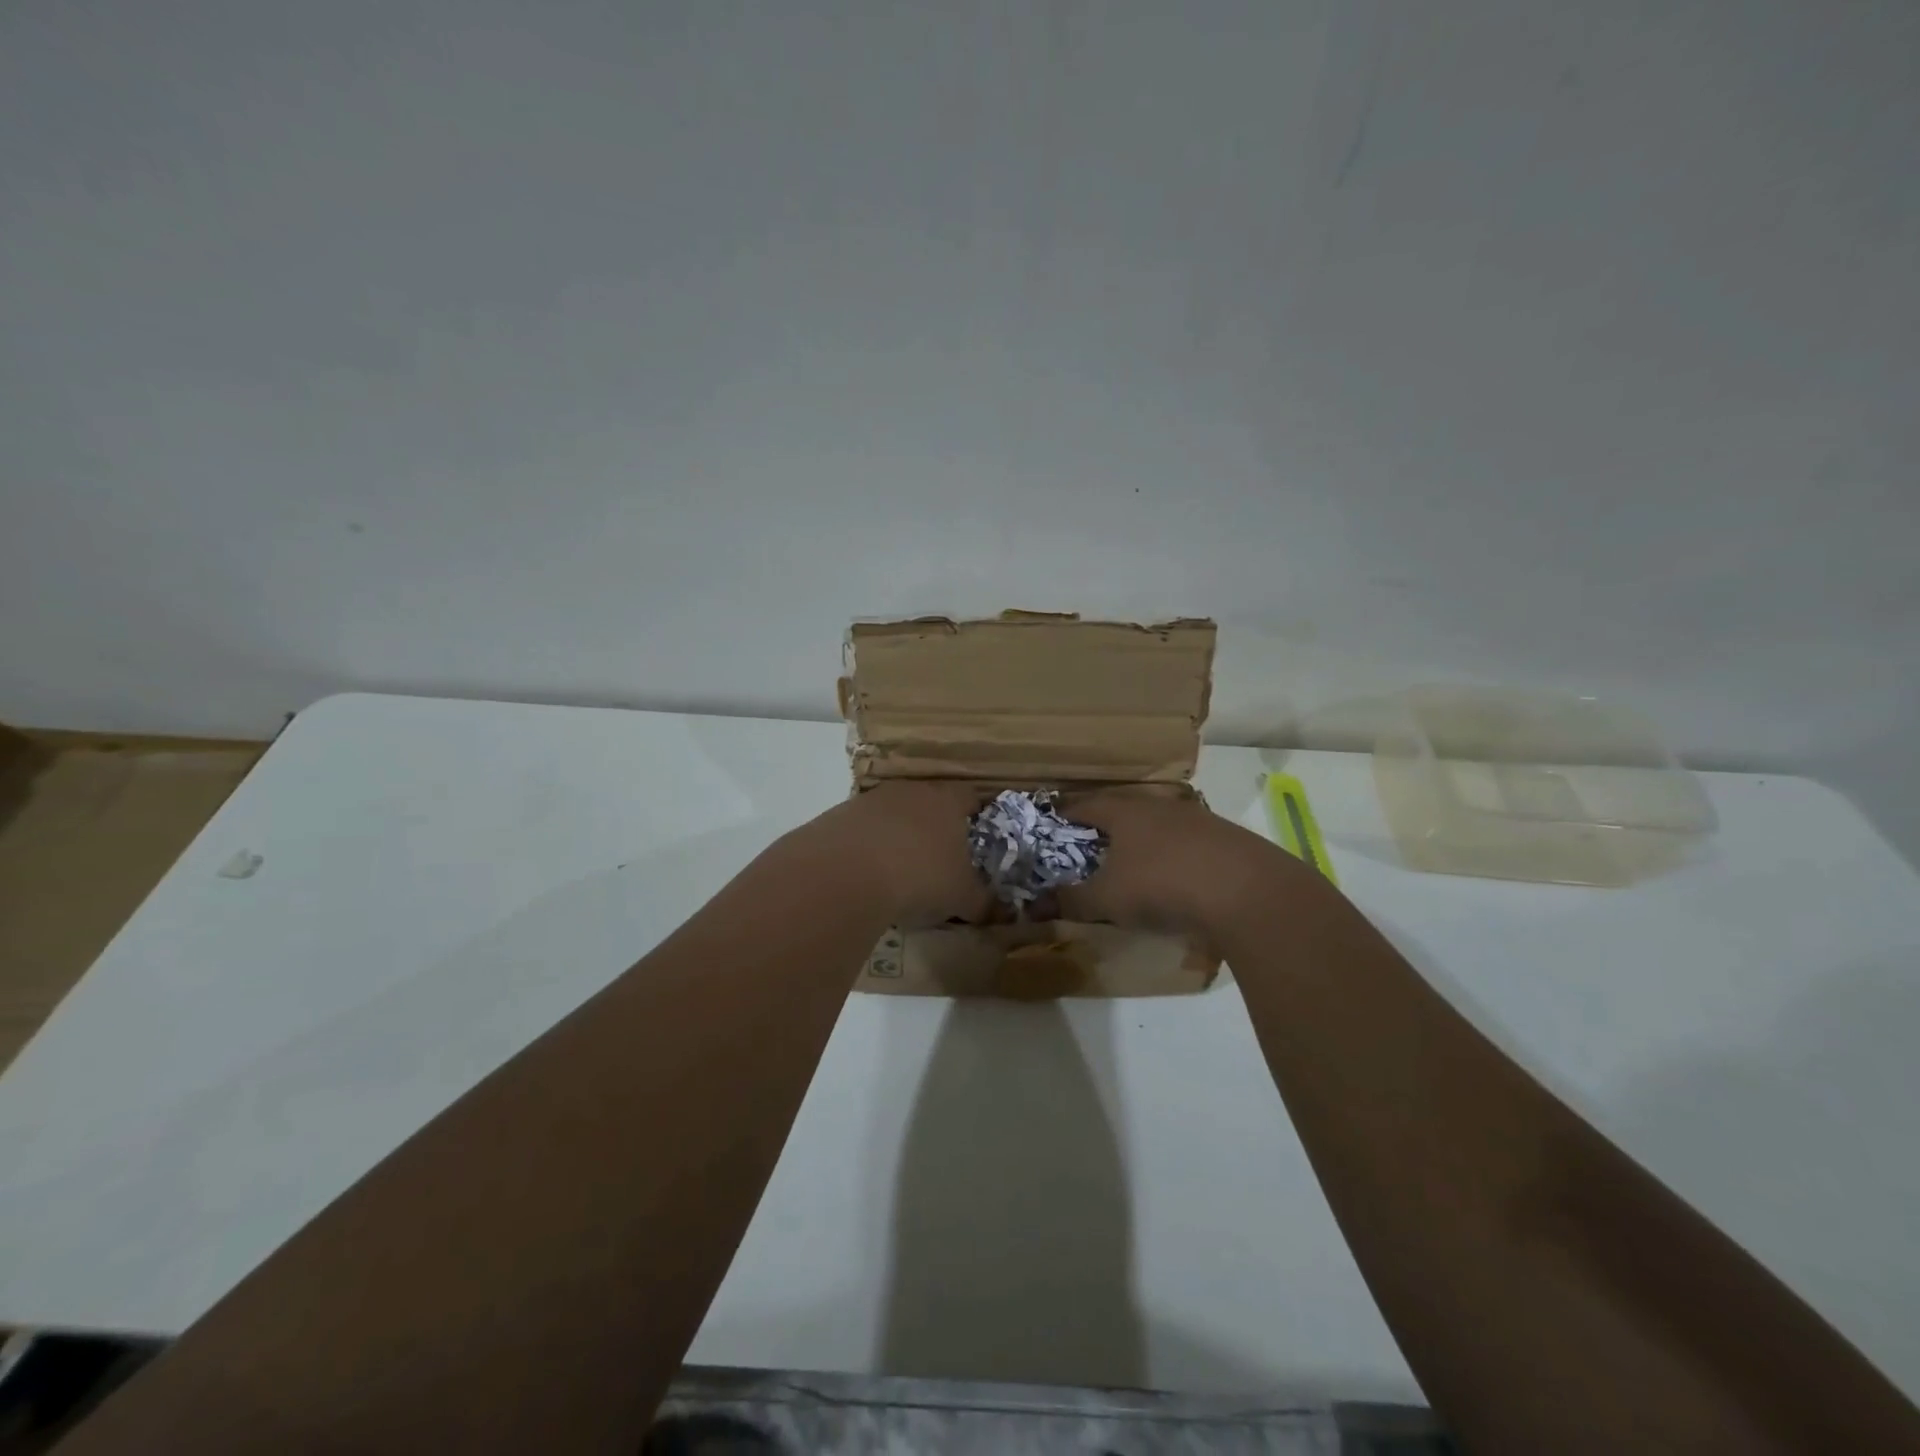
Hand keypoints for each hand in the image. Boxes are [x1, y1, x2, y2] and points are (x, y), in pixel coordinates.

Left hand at [813, 781, 996, 926]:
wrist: (846, 872)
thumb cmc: (920, 876)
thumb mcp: (962, 897)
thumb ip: (984, 902)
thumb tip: (1003, 912)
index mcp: (948, 801)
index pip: (970, 796)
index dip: (976, 814)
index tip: (978, 835)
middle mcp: (912, 791)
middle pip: (930, 800)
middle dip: (935, 825)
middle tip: (941, 856)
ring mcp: (873, 800)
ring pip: (895, 813)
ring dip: (900, 834)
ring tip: (902, 868)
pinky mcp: (841, 815)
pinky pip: (865, 828)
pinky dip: (870, 846)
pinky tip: (868, 873)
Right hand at [1056, 789, 1303, 933]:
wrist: (1247, 891)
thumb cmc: (1162, 886)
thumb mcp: (1108, 899)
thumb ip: (1073, 900)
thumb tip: (1040, 903)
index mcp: (1125, 812)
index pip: (1087, 805)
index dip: (1068, 814)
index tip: (1056, 823)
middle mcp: (1160, 807)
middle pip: (1125, 810)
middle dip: (1108, 826)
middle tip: (1094, 845)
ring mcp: (1198, 820)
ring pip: (1161, 824)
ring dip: (1146, 840)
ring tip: (1136, 863)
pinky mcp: (1228, 839)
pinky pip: (1191, 843)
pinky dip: (1177, 856)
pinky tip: (1180, 878)